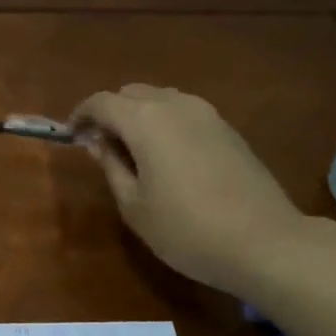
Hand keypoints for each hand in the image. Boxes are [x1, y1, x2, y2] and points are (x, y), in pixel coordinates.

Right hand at [71, 84, 314, 295]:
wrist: (264, 242)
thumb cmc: (186, 230)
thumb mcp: (134, 205)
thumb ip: (111, 165)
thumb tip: (97, 142)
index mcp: (146, 120)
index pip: (101, 101)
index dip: (81, 115)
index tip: (71, 136)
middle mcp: (176, 104)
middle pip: (132, 93)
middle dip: (110, 112)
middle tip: (100, 146)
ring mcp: (207, 114)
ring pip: (160, 99)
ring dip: (139, 116)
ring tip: (132, 152)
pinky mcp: (228, 129)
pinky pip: (184, 113)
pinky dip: (164, 124)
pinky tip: (166, 158)